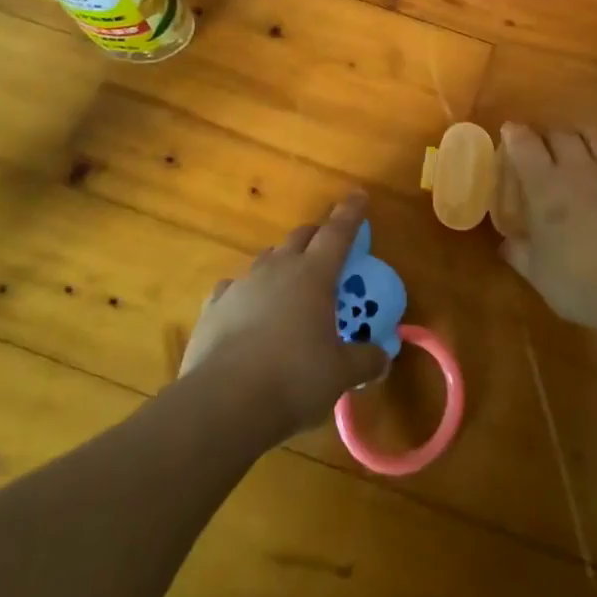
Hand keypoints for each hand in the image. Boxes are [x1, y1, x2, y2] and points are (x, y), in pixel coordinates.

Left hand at [181, 191, 389, 440]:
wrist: (223, 402)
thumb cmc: (294, 378)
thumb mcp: (340, 374)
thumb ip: (365, 361)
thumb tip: (383, 358)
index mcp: (314, 274)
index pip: (338, 232)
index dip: (351, 213)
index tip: (359, 195)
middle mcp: (278, 268)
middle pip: (301, 237)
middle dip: (317, 236)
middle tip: (327, 248)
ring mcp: (242, 284)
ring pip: (267, 259)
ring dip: (282, 264)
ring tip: (289, 286)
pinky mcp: (214, 307)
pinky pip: (235, 288)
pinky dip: (247, 294)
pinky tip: (247, 312)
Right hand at [497, 124, 596, 329]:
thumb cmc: (580, 281)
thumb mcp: (538, 273)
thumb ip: (519, 253)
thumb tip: (506, 243)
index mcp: (545, 185)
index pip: (525, 145)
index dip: (515, 134)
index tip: (510, 130)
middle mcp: (577, 168)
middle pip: (560, 134)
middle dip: (548, 135)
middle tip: (544, 144)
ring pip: (593, 136)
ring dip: (580, 136)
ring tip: (578, 144)